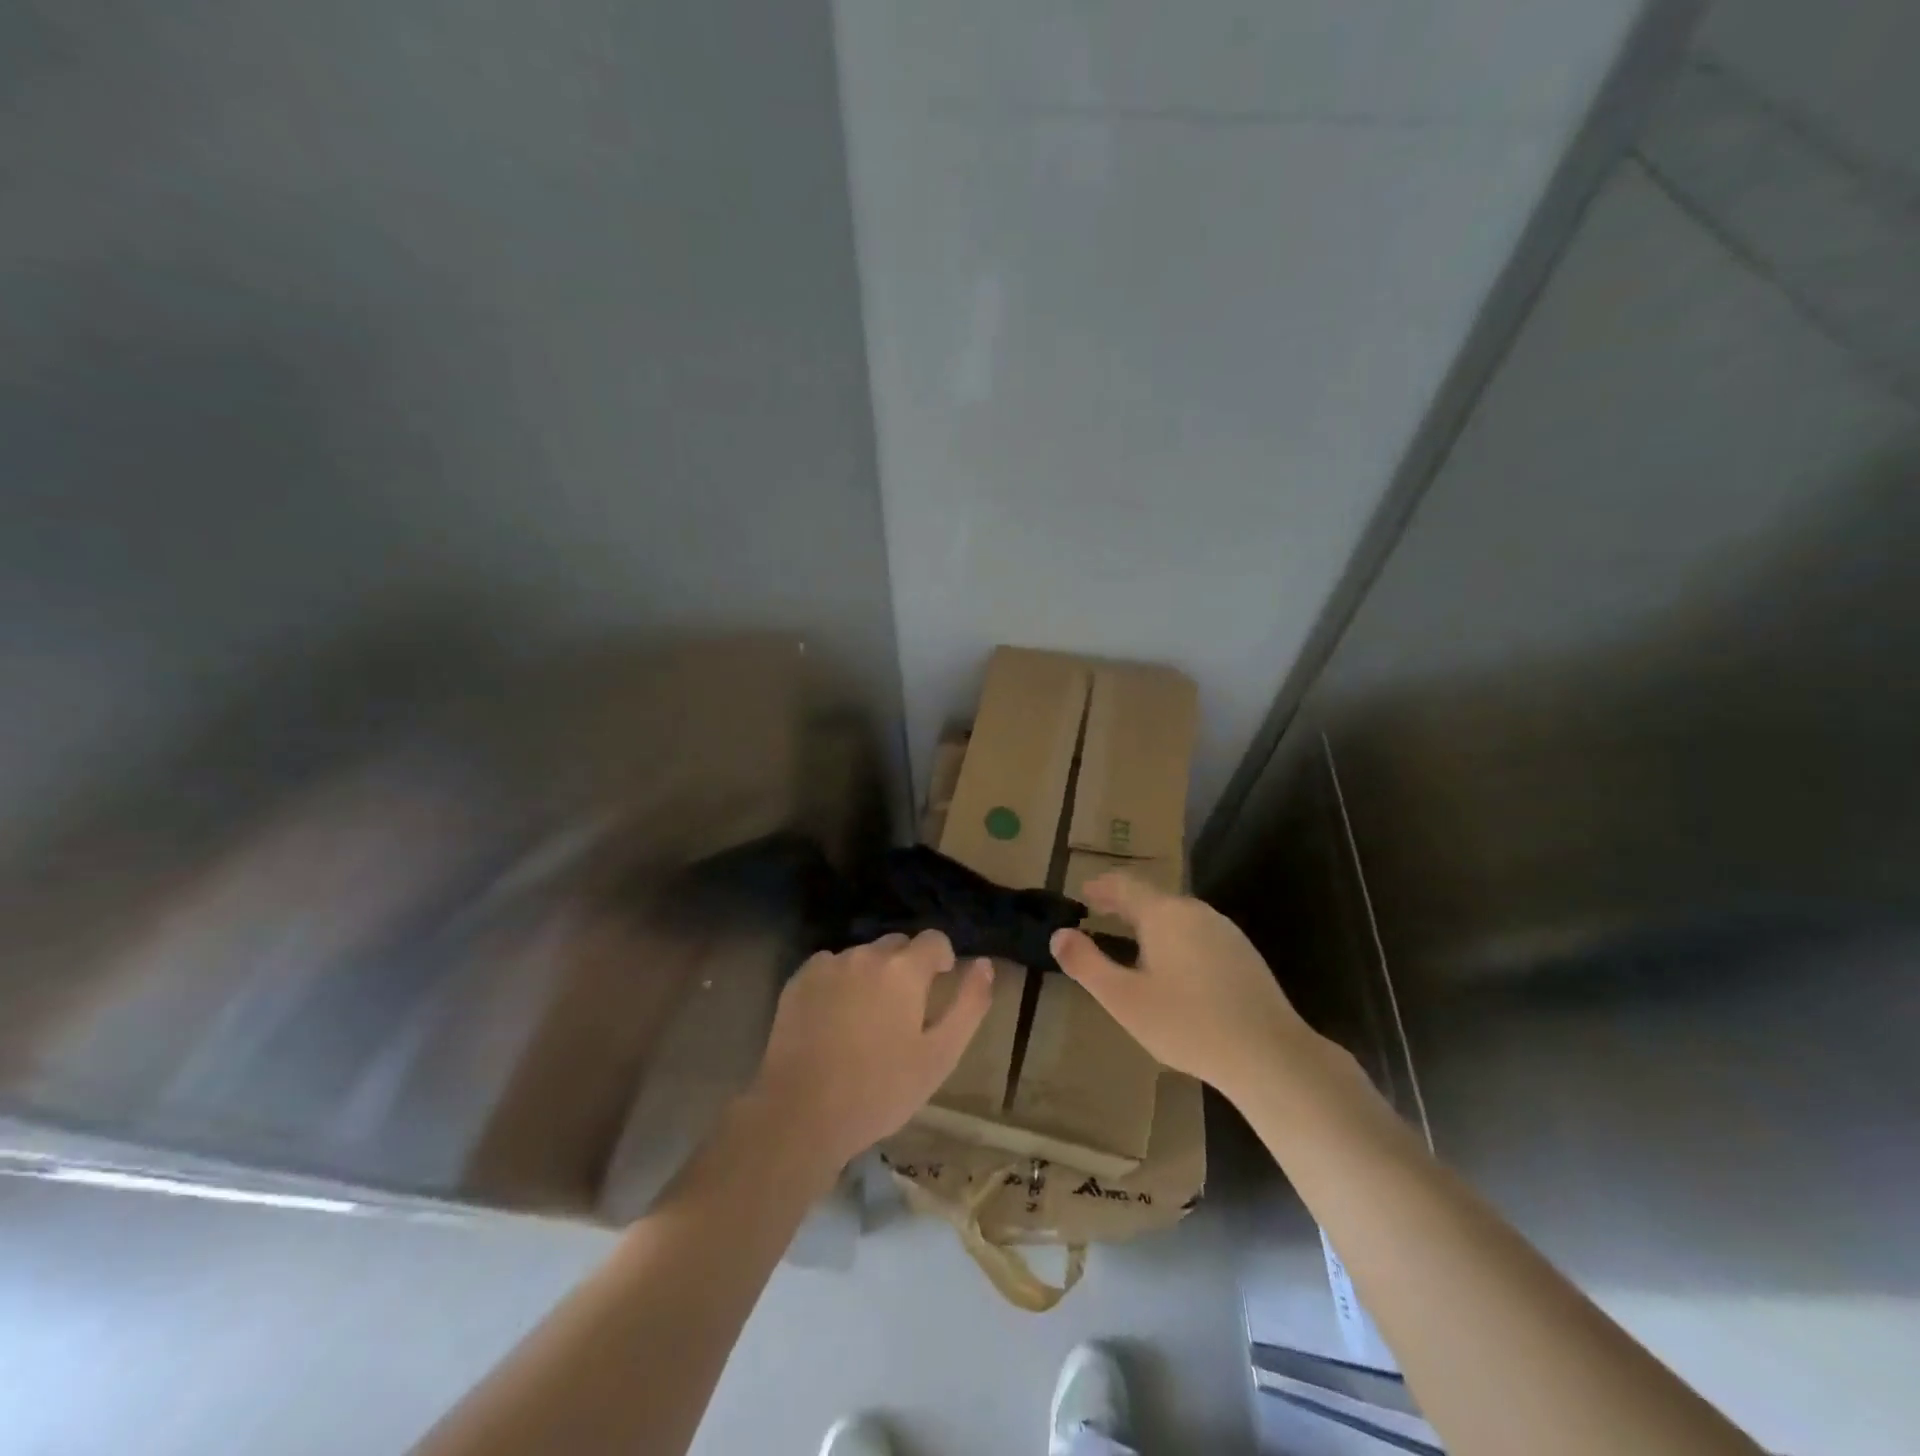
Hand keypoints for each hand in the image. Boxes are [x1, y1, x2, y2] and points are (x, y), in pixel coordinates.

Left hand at [750, 931, 993, 1172]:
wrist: (801, 1113)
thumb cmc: (880, 1090)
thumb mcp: (939, 1056)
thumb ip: (968, 1004)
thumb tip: (985, 964)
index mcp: (904, 969)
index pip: (934, 939)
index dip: (942, 959)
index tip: (939, 985)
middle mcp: (866, 954)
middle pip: (897, 945)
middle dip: (907, 967)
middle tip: (903, 1011)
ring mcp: (829, 964)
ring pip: (862, 956)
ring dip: (872, 974)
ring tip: (866, 1018)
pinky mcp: (799, 980)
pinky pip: (830, 967)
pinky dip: (839, 982)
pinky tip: (834, 1019)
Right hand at [1050, 874, 1321, 1103]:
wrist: (1270, 1055)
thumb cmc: (1188, 1024)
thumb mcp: (1124, 999)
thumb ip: (1087, 964)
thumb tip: (1059, 935)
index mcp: (1164, 914)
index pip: (1125, 885)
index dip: (1101, 887)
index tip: (1084, 893)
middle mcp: (1195, 911)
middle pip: (1153, 897)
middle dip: (1123, 902)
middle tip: (1100, 910)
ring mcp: (1224, 931)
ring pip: (1178, 914)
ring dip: (1150, 919)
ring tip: (1130, 935)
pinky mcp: (1243, 954)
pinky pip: (1198, 932)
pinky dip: (1174, 936)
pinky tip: (1173, 962)